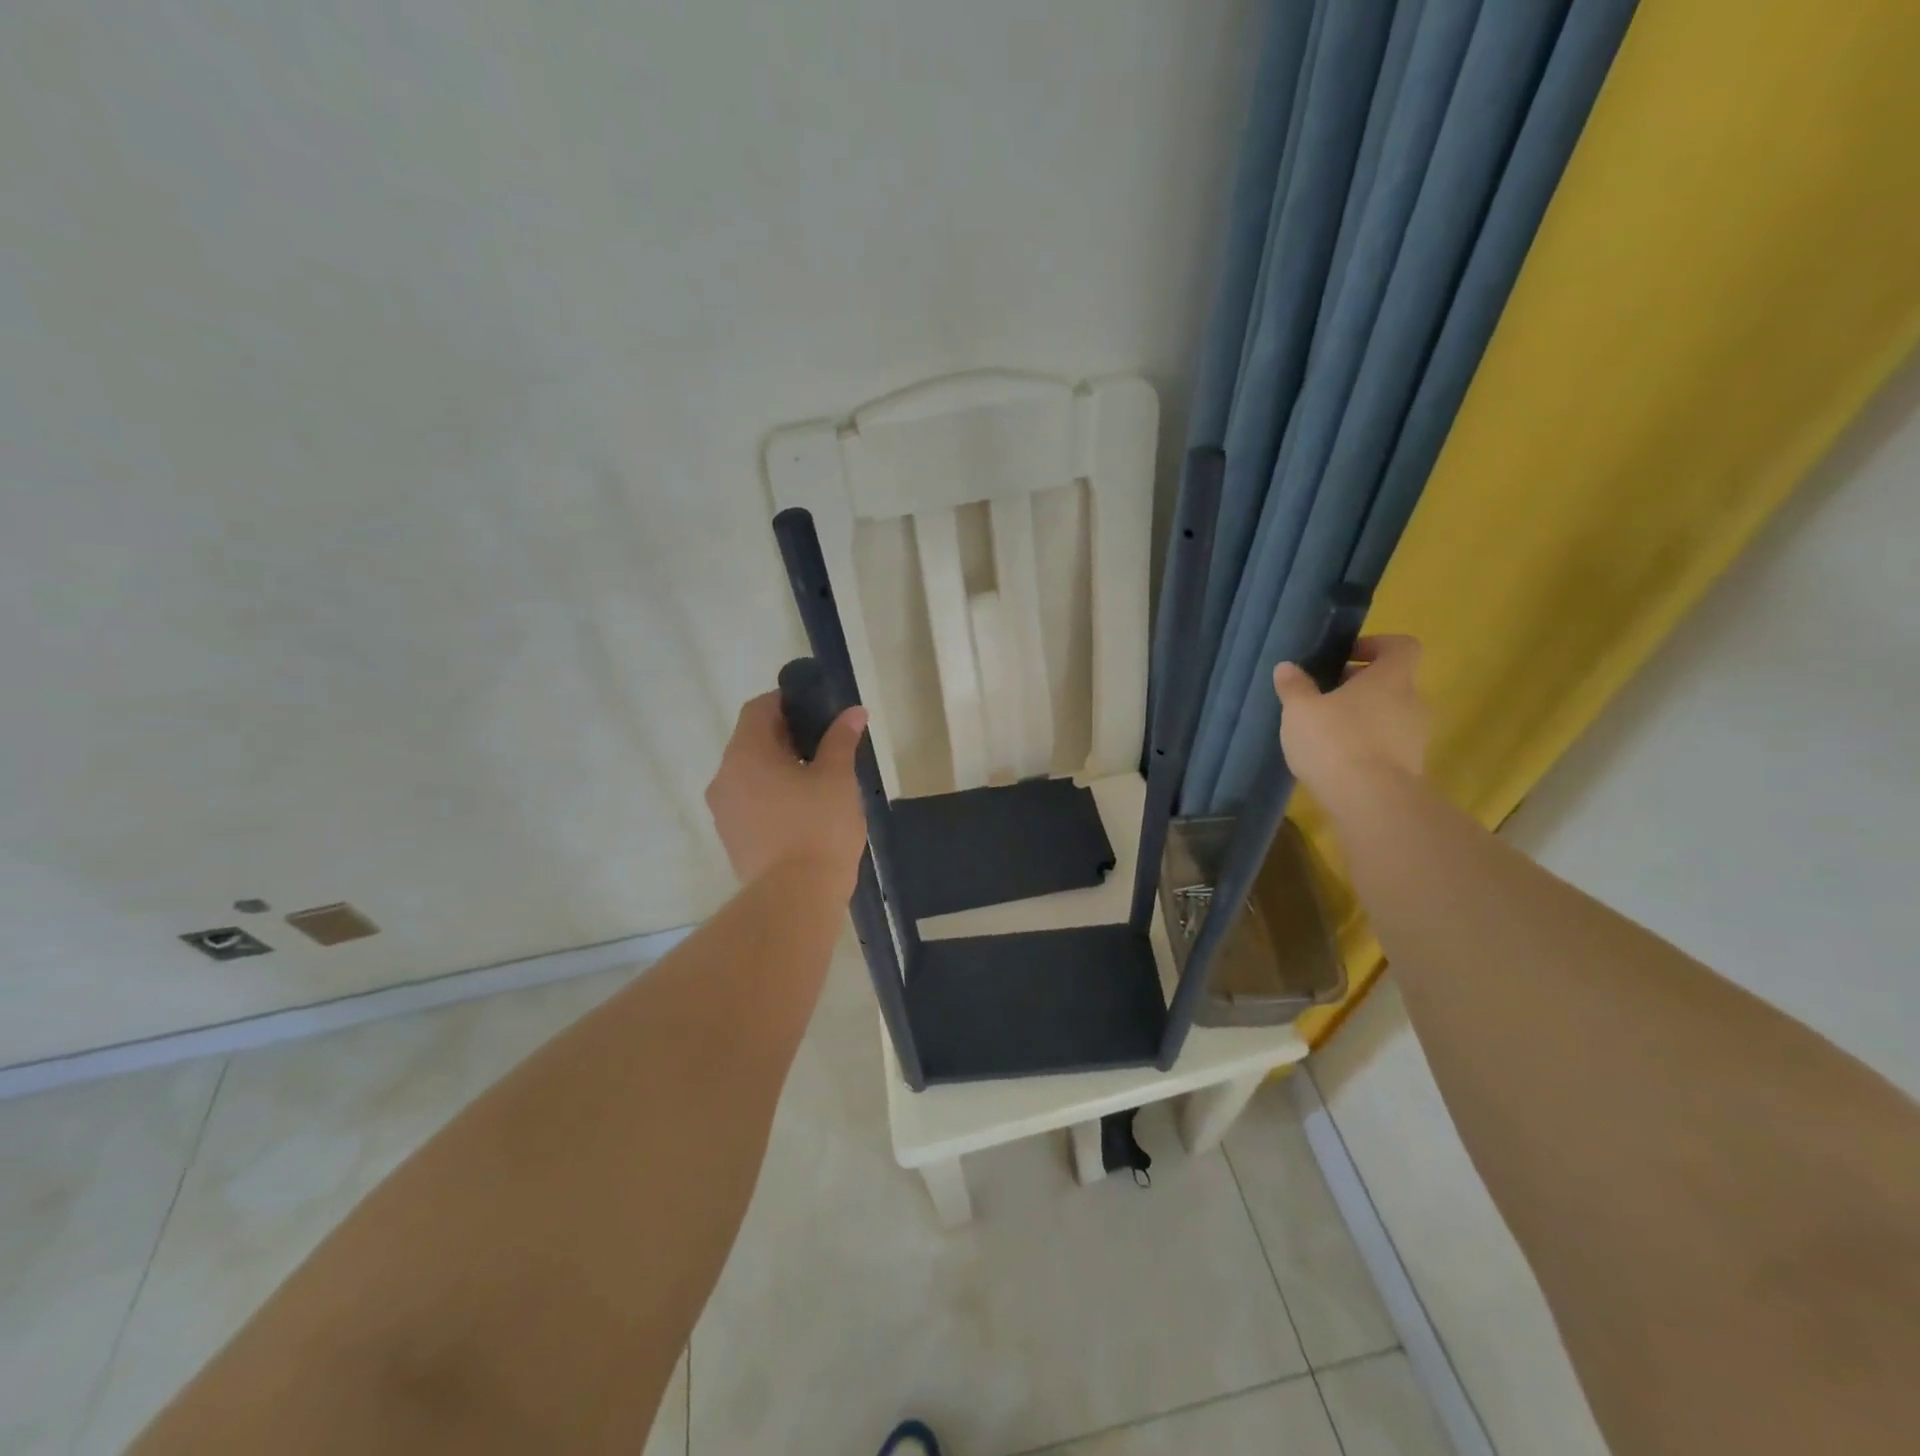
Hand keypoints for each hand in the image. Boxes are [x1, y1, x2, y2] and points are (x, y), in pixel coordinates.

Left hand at [705, 692, 869, 892]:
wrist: (795, 898)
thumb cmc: (818, 827)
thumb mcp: (837, 777)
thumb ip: (841, 740)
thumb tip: (853, 712)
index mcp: (745, 754)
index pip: (759, 709)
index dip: (786, 702)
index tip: (816, 710)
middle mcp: (725, 777)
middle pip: (752, 741)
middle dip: (786, 737)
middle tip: (824, 744)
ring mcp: (724, 811)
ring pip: (749, 774)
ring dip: (778, 768)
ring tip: (817, 779)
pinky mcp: (732, 839)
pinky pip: (750, 802)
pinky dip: (772, 795)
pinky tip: (803, 810)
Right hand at [1272, 635, 1428, 807]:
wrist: (1371, 802)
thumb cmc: (1336, 741)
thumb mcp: (1300, 710)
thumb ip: (1294, 686)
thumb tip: (1287, 667)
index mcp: (1391, 678)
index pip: (1401, 646)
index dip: (1376, 645)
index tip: (1345, 656)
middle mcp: (1412, 702)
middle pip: (1392, 682)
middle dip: (1359, 686)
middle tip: (1324, 696)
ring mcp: (1415, 737)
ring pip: (1389, 715)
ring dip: (1362, 717)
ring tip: (1326, 732)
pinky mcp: (1411, 767)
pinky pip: (1388, 745)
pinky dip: (1367, 746)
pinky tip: (1337, 760)